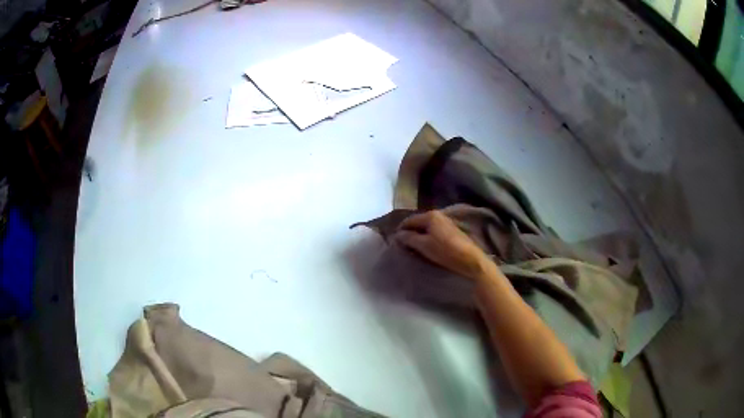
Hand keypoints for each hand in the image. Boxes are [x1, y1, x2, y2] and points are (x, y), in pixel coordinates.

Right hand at [395, 210, 491, 280]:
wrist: (469, 259)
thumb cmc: (445, 251)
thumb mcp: (423, 245)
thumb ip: (409, 238)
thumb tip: (397, 234)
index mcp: (430, 216)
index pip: (409, 220)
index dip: (400, 230)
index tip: (394, 241)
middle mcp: (438, 215)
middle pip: (418, 222)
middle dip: (409, 232)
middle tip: (402, 245)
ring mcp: (446, 222)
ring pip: (426, 227)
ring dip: (418, 236)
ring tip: (413, 247)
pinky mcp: (451, 231)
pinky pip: (434, 231)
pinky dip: (427, 237)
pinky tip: (425, 247)